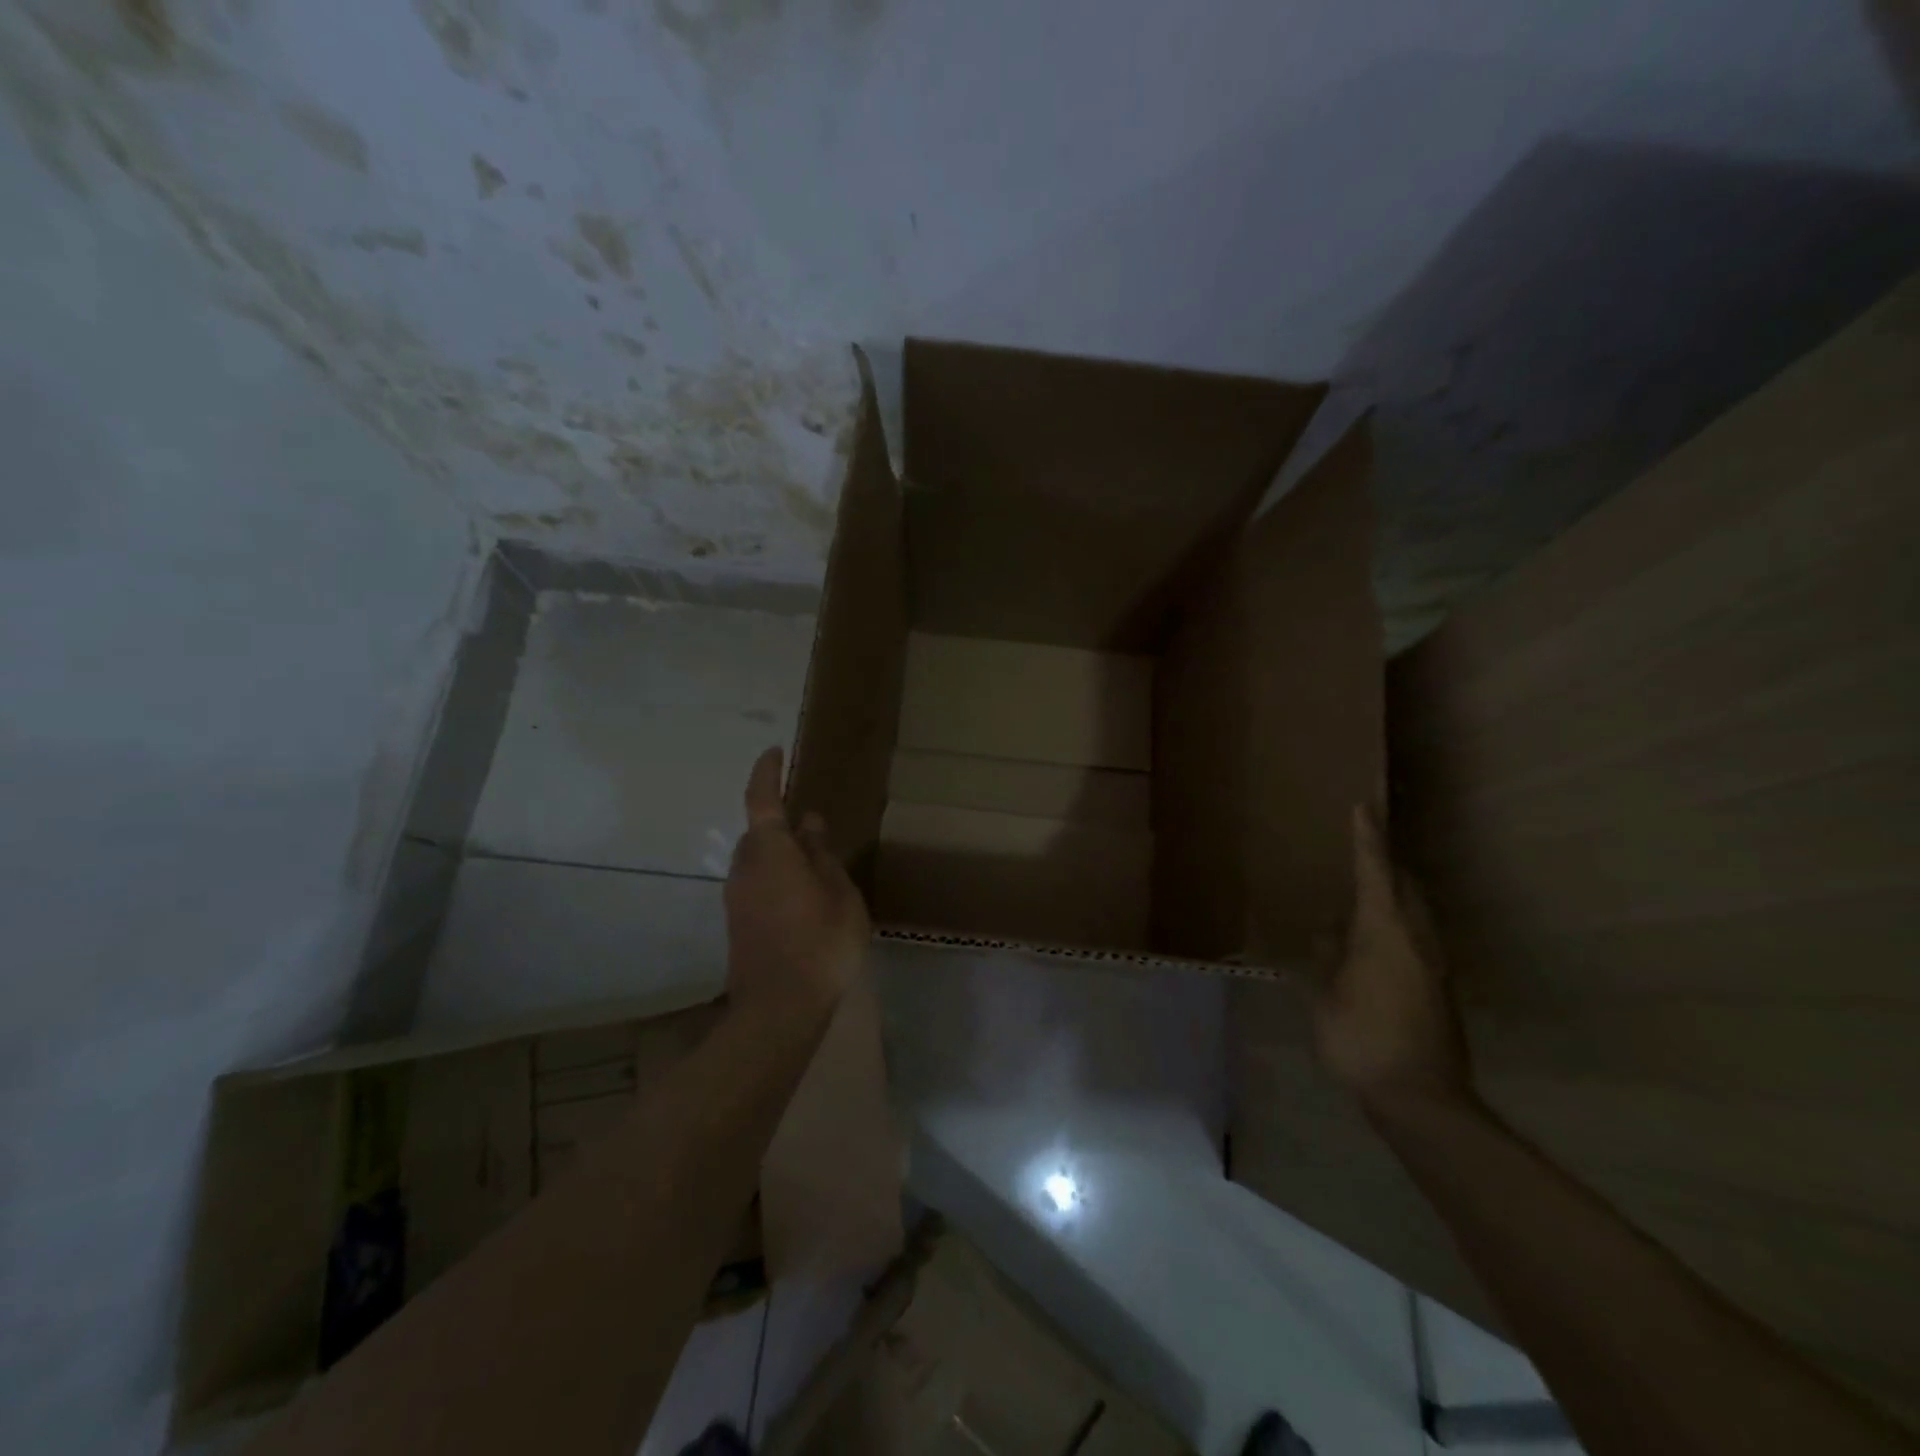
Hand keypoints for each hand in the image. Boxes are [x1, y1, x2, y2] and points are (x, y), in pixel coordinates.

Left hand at [724, 747, 870, 1030]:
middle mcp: (745, 867)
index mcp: (770, 851)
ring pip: (758, 860)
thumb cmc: (820, 942)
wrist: (779, 1009)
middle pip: (759, 832)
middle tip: (813, 826)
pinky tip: (803, 895)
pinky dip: (777, 877)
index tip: (775, 751)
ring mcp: (737, 897)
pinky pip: (757, 883)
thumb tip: (810, 821)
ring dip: (780, 853)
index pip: (762, 799)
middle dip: (780, 821)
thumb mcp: (839, 892)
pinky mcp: (739, 922)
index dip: (767, 772)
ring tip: (814, 863)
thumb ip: (822, 854)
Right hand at [1314, 805, 1475, 1119]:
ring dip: (1394, 891)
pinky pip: (1418, 935)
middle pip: (1406, 885)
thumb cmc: (1362, 1039)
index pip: (1375, 872)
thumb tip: (1329, 929)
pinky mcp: (1439, 986)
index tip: (1363, 806)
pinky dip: (1398, 919)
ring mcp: (1434, 963)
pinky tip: (1376, 937)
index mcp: (1385, 932)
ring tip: (1367, 887)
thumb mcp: (1326, 995)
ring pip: (1417, 910)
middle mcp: (1418, 939)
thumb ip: (1327, 955)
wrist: (1422, 1098)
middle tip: (1364, 845)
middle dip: (1387, 861)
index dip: (1367, 838)